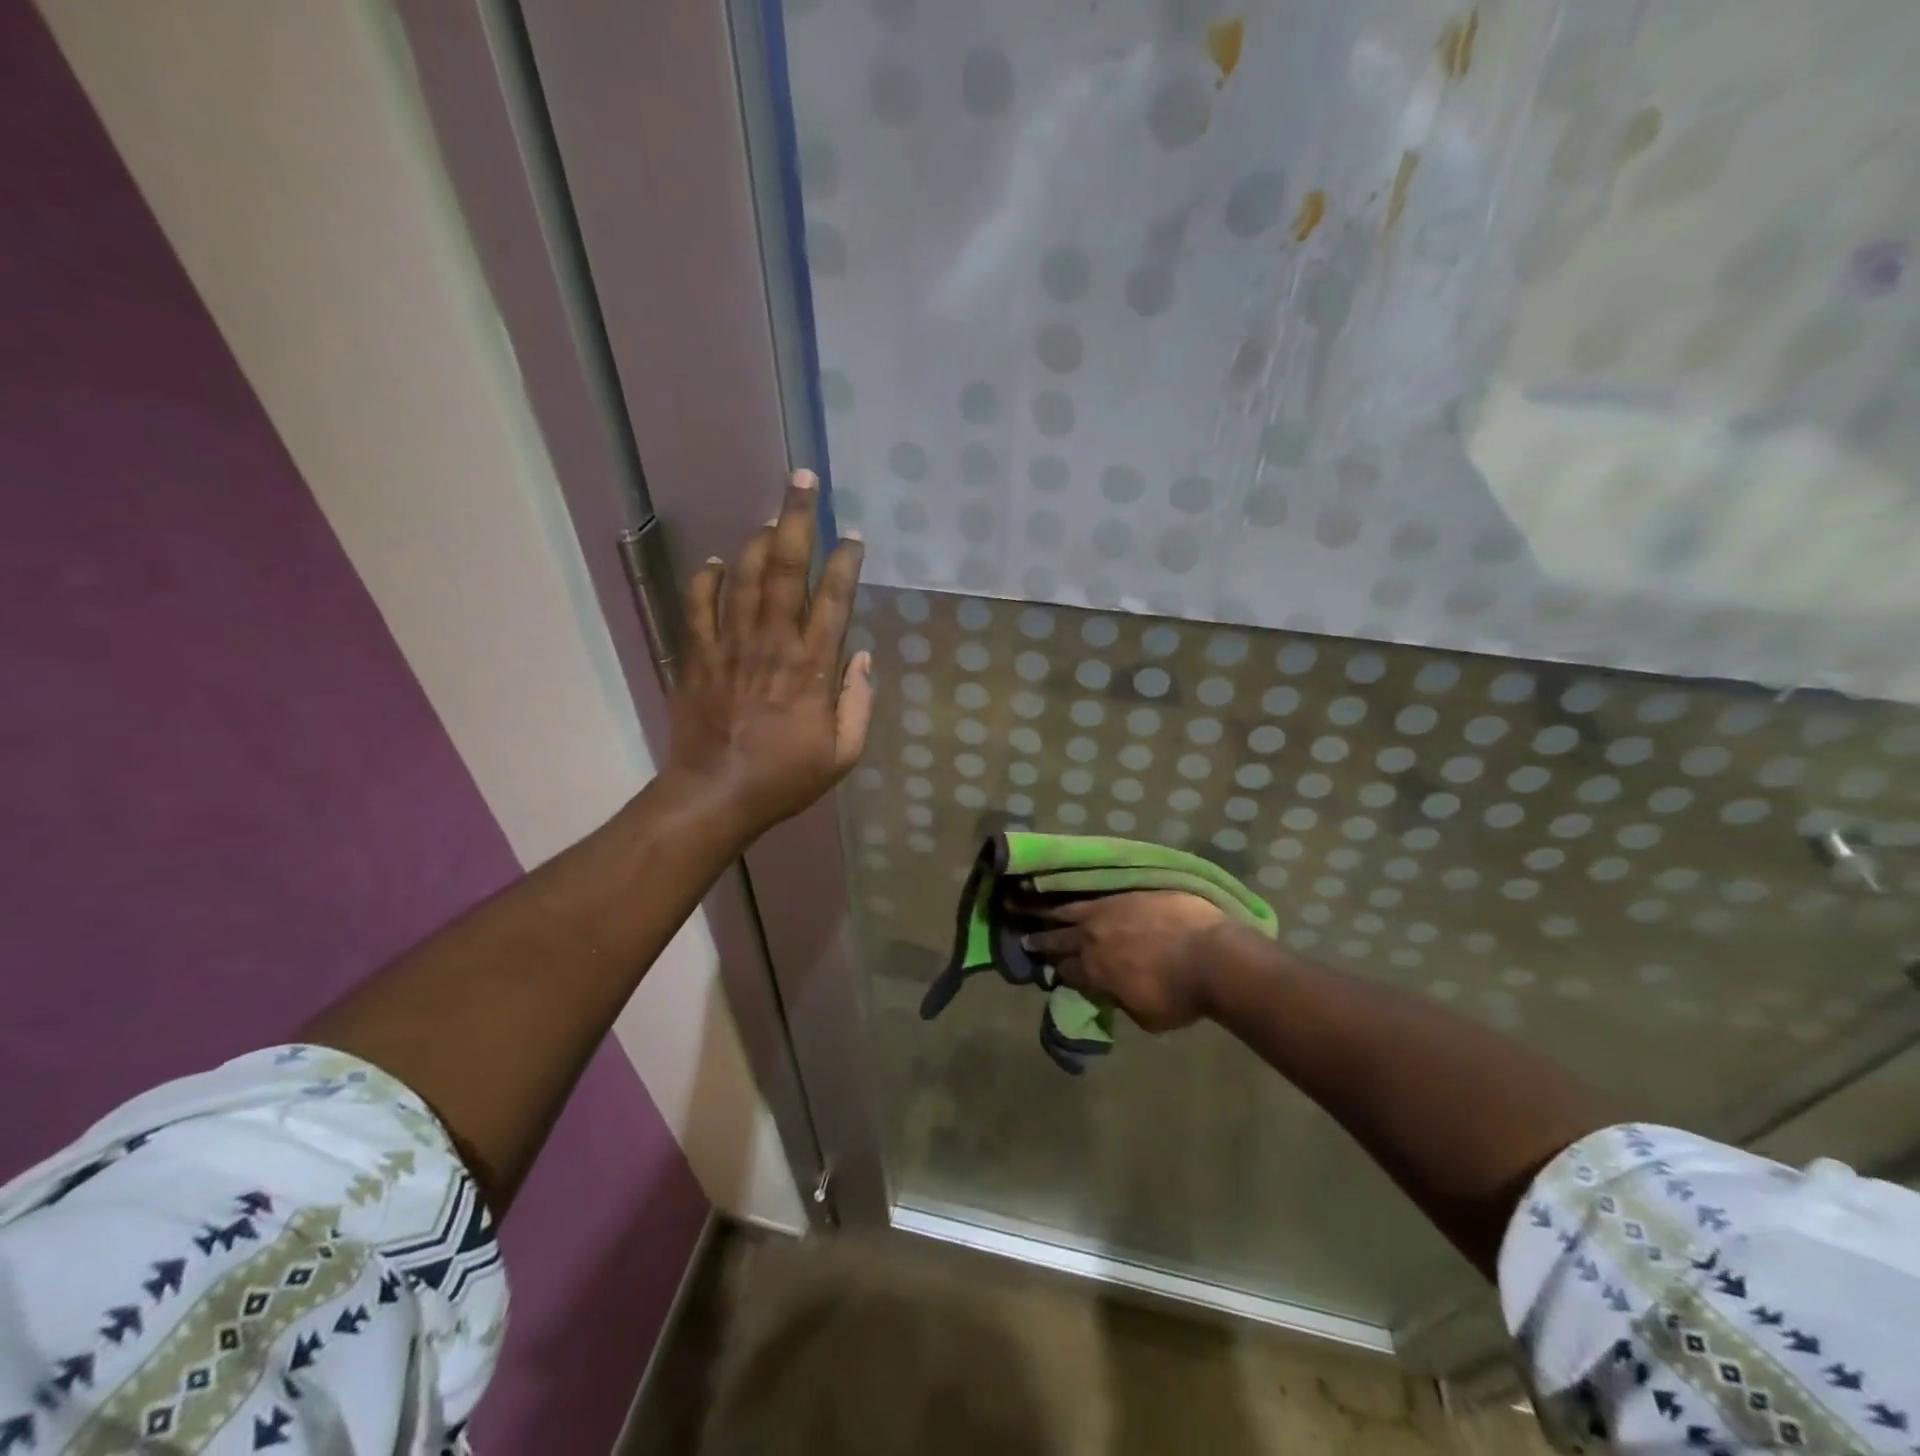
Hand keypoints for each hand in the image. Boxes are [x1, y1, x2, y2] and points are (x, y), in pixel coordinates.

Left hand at [666, 471, 871, 839]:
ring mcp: (730, 646)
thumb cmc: (785, 777)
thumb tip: (862, 656)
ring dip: (756, 542)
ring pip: (742, 578)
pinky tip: (712, 562)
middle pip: (784, 569)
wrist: (715, 795)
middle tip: (801, 480)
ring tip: (770, 520)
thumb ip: (858, 702)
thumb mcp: (843, 753)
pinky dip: (705, 580)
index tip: (852, 536)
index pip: (833, 599)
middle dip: (796, 520)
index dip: (844, 562)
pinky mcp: (697, 656)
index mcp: (812, 666)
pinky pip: (698, 606)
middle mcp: (772, 643)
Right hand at [1021, 892, 1226, 1031]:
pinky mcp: (1128, 893)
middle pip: (1059, 939)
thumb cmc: (1181, 995)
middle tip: (1023, 938)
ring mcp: (1109, 910)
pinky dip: (1079, 896)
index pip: (1067, 971)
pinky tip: (1072, 893)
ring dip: (1049, 911)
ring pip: (1070, 910)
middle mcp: (1093, 938)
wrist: (1212, 956)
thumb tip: (1116, 994)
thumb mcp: (1146, 1015)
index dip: (1058, 972)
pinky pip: (1095, 893)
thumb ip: (1123, 1001)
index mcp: (1094, 970)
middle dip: (1040, 940)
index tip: (1051, 970)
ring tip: (1032, 906)